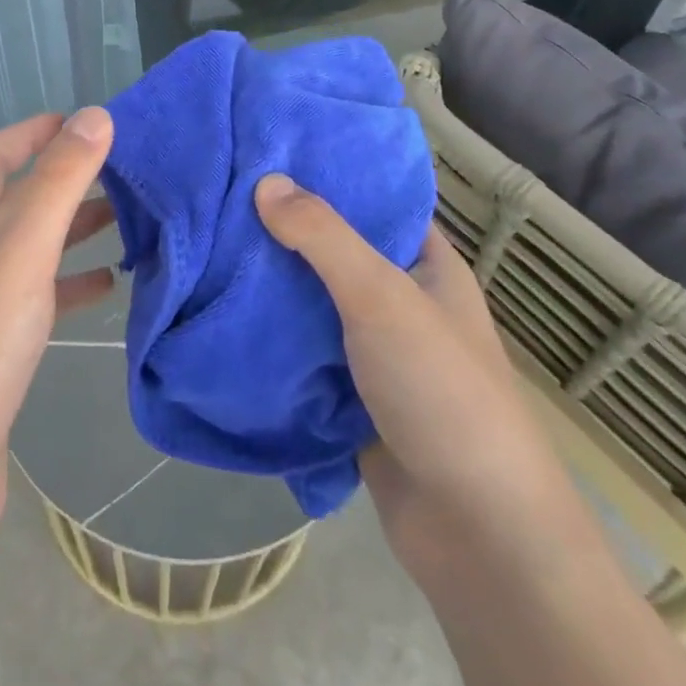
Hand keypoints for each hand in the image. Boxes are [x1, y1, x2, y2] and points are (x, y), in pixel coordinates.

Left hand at [0, 108, 116, 552]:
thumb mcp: (21, 250)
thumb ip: (58, 181)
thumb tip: (94, 115)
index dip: (36, 132)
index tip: (87, 122)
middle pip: (16, 198)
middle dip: (65, 179)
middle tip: (123, 170)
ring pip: (31, 247)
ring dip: (73, 229)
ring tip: (127, 219)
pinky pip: (38, 295)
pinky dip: (71, 282)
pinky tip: (108, 285)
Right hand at [252, 174, 577, 559]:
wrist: (477, 536)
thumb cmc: (442, 392)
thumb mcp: (382, 297)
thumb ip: (324, 236)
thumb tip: (265, 181)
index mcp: (426, 265)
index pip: (373, 199)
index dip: (327, 172)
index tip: (268, 150)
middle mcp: (400, 300)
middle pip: (334, 249)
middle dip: (283, 227)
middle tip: (221, 194)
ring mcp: (373, 350)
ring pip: (311, 301)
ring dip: (268, 282)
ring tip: (208, 241)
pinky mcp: (348, 394)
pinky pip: (301, 350)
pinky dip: (268, 334)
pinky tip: (219, 307)